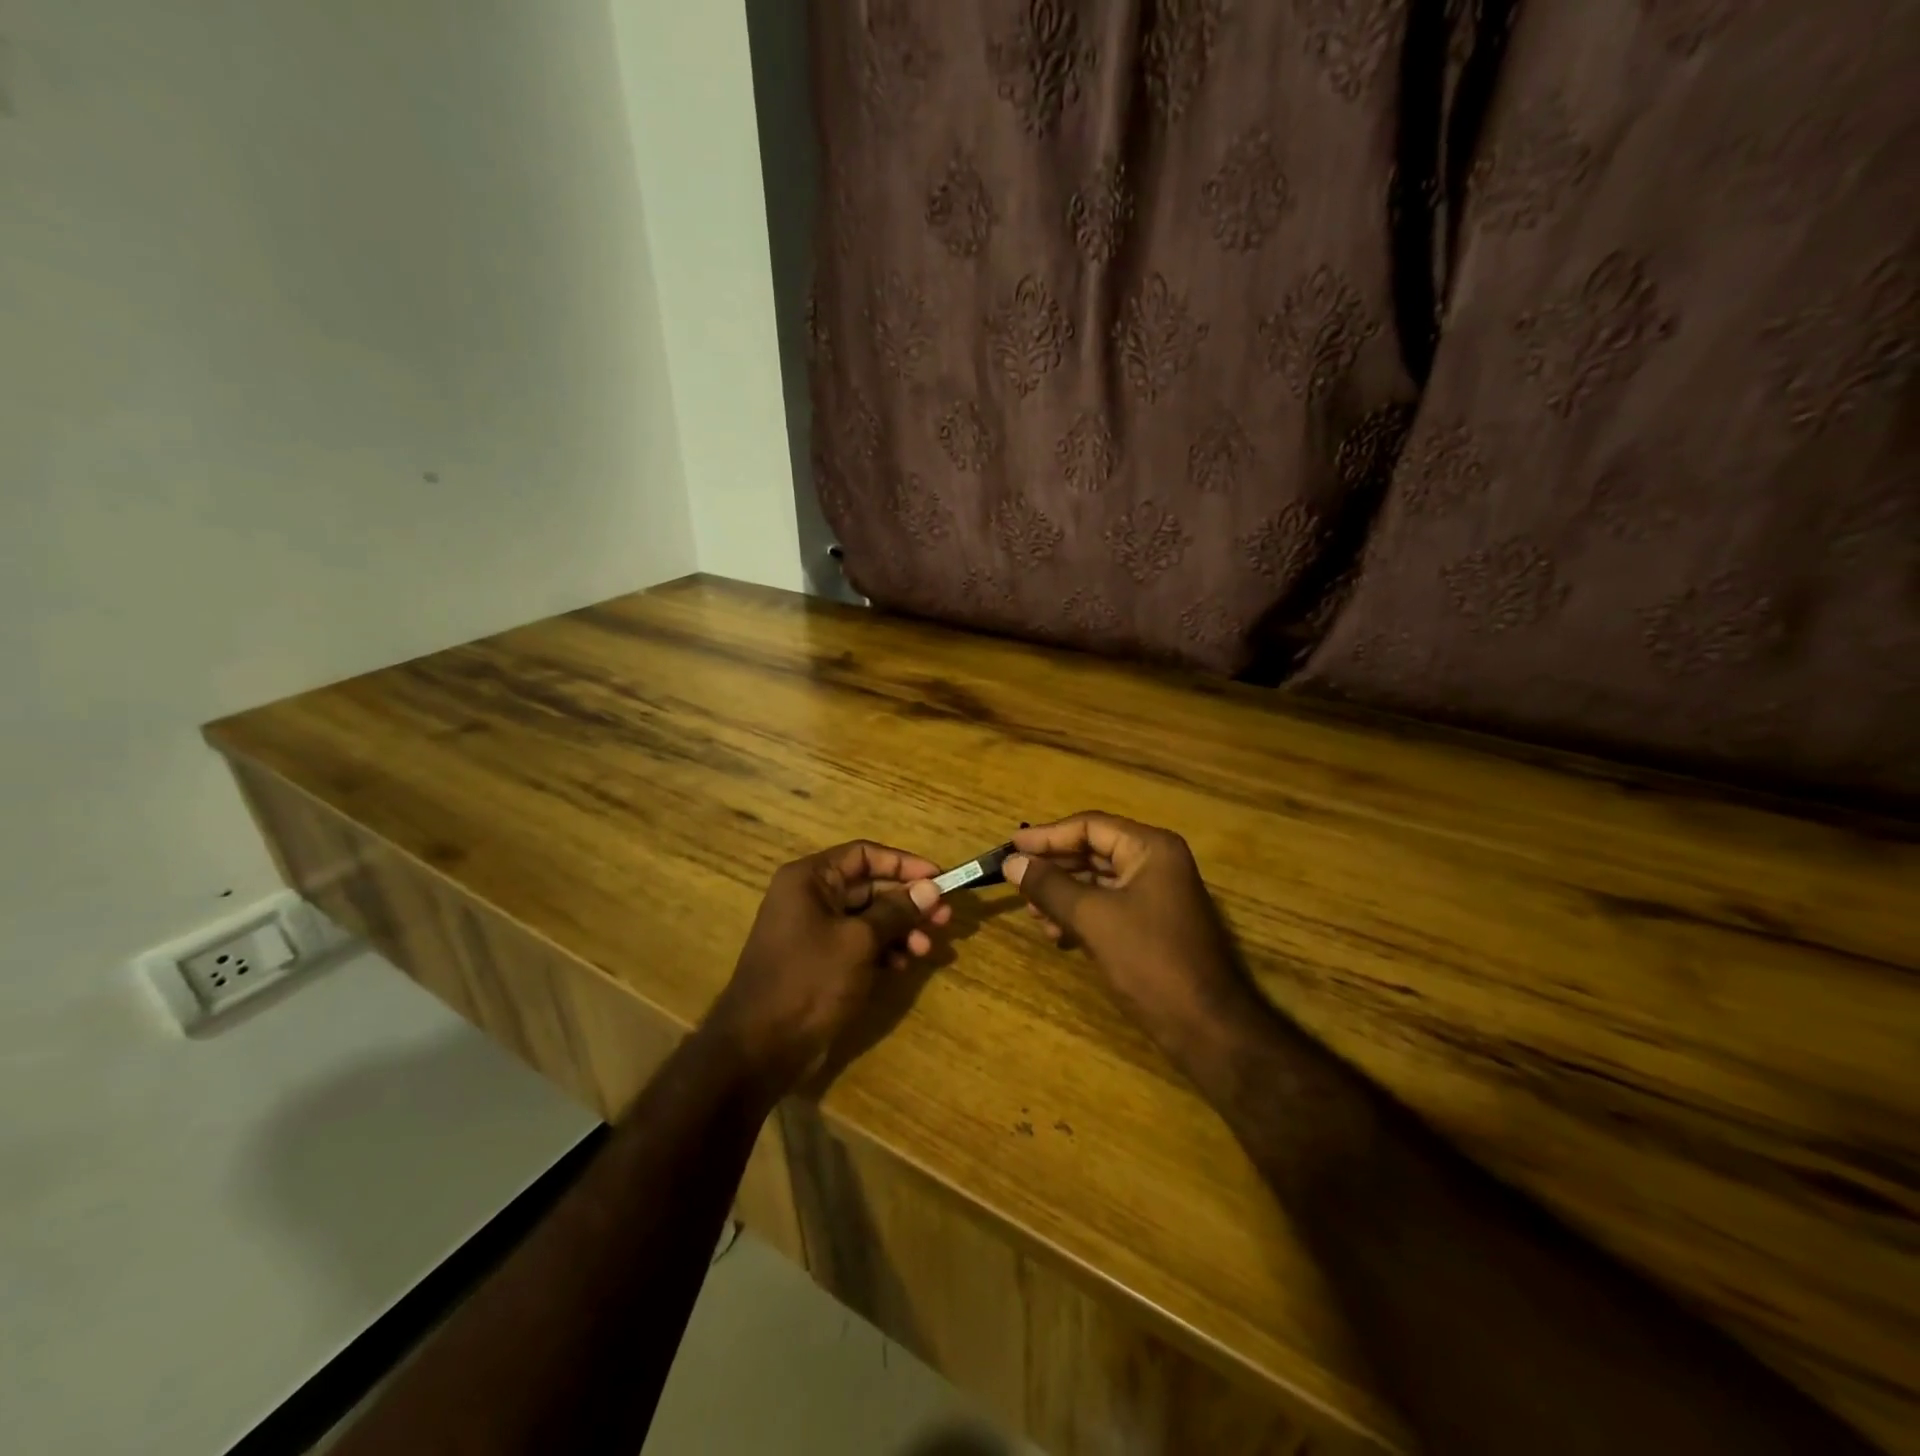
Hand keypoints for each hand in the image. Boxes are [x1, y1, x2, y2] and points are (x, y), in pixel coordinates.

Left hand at [705, 840, 950, 1094]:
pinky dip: (883, 949)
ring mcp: (814, 930)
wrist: (760, 1048)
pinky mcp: (820, 960)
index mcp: (810, 879)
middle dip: (908, 902)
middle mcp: (810, 897)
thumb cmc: (808, 981)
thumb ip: (896, 911)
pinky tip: (903, 964)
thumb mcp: (858, 942)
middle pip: (870, 886)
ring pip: (868, 917)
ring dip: (900, 928)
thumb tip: (931, 888)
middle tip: (944, 919)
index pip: (865, 855)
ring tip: (926, 948)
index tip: (940, 878)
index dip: (904, 864)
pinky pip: (859, 942)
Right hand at [1005, 813, 1258, 1065]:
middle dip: (1053, 867)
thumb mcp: (1092, 918)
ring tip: (1033, 913)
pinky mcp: (1151, 924)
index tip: (1010, 847)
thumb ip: (1049, 886)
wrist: (1206, 1027)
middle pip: (1093, 850)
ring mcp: (1156, 894)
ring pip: (1097, 880)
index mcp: (1150, 848)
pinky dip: (1079, 914)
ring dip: (1062, 894)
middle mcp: (1156, 862)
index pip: (1090, 826)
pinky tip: (1056, 933)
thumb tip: (1011, 862)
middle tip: (1016, 881)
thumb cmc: (1149, 961)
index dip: (1047, 836)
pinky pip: (1107, 905)